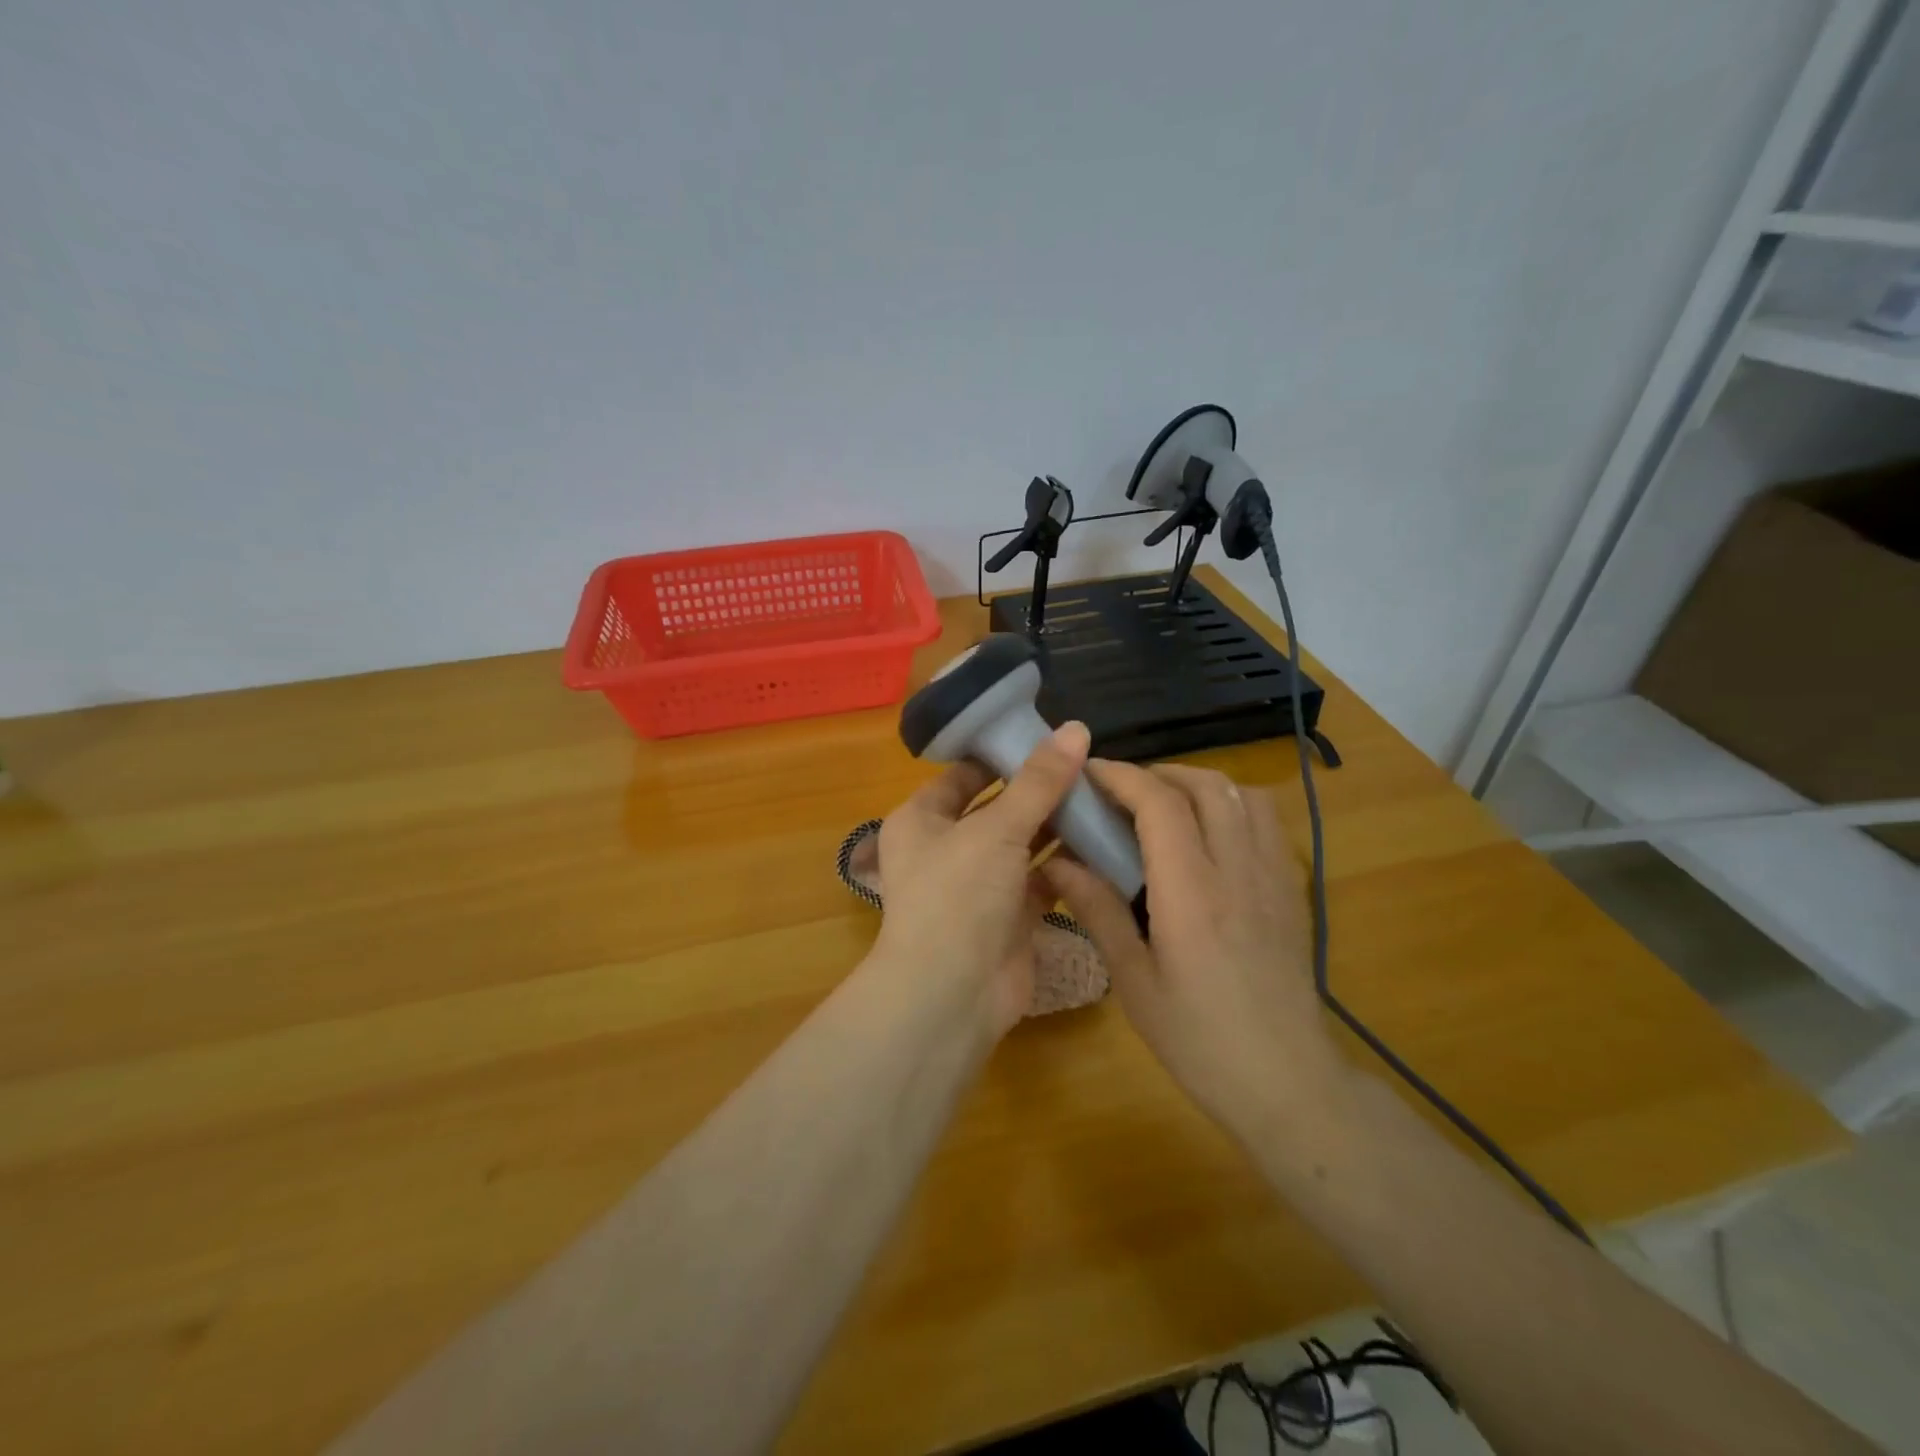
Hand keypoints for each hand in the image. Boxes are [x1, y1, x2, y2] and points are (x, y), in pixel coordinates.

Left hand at [873, 722, 1092, 1037]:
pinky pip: (1041, 880)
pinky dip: (1067, 865)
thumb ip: (1039, 781)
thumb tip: (1076, 727)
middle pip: (998, 808)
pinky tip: (1104, 841)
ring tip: (1104, 795)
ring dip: (1058, 826)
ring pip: (1023, 844)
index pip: (965, 773)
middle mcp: (946, 848)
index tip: (1051, 736)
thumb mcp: (996, 828)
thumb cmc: (958, 895)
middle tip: (1090, 764)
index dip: (1004, 753)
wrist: (951, 995)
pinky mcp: (1009, 916)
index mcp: (922, 819)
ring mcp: (978, 885)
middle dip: (1040, 790)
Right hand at [1041, 760, 1345, 1138]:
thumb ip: (1097, 911)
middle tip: (1119, 792)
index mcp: (1192, 893)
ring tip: (1164, 805)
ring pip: (1242, 795)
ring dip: (1198, 784)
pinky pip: (1266, 822)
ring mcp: (1273, 877)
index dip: (1121, 776)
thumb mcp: (1134, 981)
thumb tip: (1055, 861)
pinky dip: (1231, 805)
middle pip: (1205, 786)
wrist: (1287, 1083)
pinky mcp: (1292, 890)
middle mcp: (1238, 871)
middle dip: (1157, 773)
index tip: (1088, 774)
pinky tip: (1208, 836)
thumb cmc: (1199, 1040)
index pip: (1160, 804)